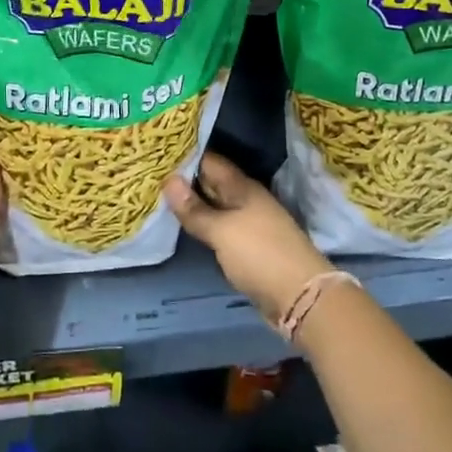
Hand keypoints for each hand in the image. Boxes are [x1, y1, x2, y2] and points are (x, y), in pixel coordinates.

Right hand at [165, 152, 332, 323]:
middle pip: (212, 183)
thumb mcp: (222, 230)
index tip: (158, 153)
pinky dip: (201, 225)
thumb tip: (168, 180)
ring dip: (191, 204)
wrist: (300, 298)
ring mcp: (248, 224)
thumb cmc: (260, 254)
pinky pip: (218, 228)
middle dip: (184, 179)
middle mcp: (246, 200)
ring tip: (158, 196)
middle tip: (151, 173)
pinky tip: (182, 225)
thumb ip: (194, 209)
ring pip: (214, 207)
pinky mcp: (248, 247)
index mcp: (243, 188)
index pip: (210, 161)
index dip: (185, 156)